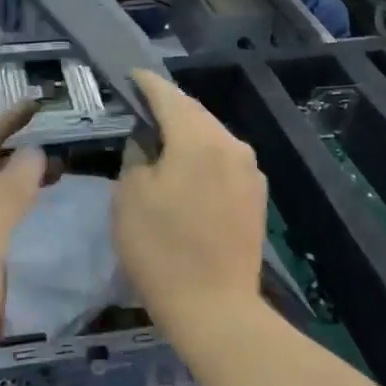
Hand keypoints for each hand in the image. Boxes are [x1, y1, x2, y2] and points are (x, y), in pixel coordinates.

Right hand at [112, 70, 266, 340]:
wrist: (216, 309)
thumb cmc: (161, 249)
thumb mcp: (129, 196)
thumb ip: (137, 154)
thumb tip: (148, 142)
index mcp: (198, 138)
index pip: (167, 95)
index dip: (146, 83)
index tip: (129, 76)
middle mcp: (230, 144)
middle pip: (194, 112)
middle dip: (168, 107)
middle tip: (141, 107)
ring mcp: (249, 170)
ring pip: (211, 135)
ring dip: (187, 132)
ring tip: (161, 139)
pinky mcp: (256, 195)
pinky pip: (224, 159)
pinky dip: (203, 155)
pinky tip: (188, 171)